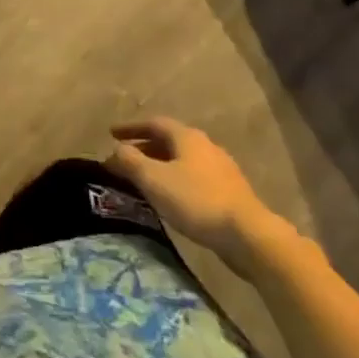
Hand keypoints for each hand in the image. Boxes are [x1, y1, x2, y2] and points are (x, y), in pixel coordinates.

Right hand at [107, 118, 292, 267]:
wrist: (247, 234)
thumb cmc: (196, 200)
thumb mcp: (154, 179)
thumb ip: (130, 161)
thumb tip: (114, 151)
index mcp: (187, 137)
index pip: (154, 123)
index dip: (131, 128)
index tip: (111, 134)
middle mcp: (205, 146)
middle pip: (169, 141)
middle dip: (144, 148)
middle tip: (124, 159)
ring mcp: (220, 169)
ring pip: (182, 160)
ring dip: (160, 165)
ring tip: (143, 179)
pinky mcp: (228, 191)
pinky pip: (193, 177)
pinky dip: (175, 180)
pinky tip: (170, 197)